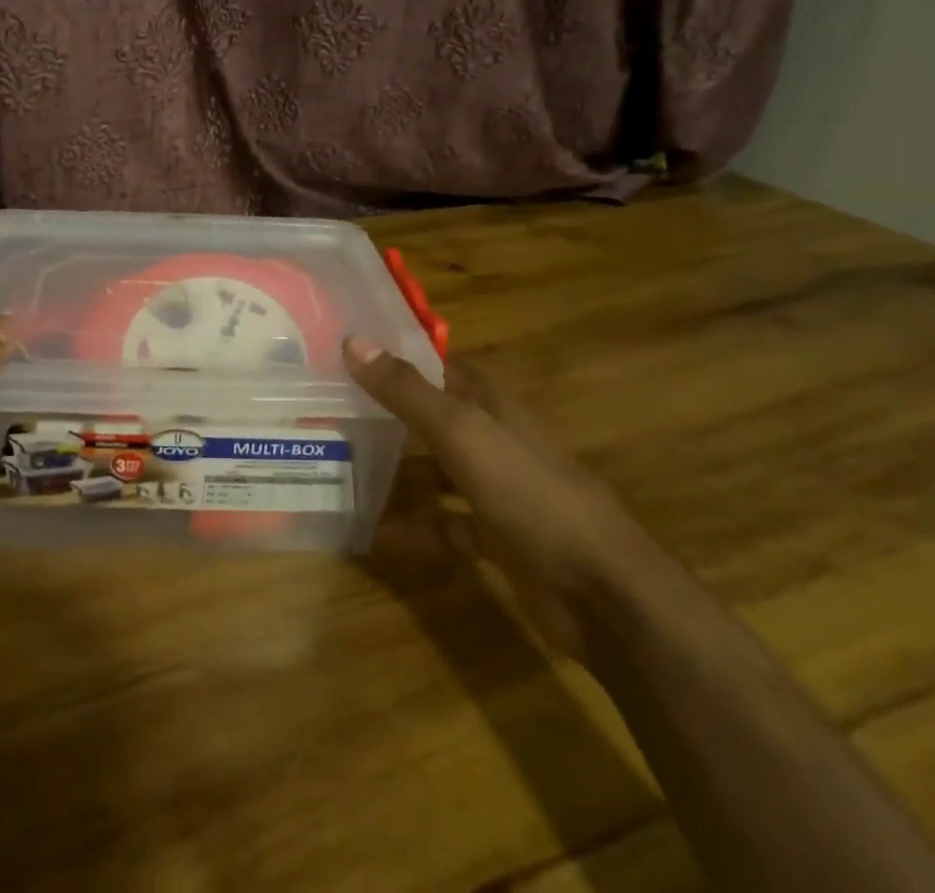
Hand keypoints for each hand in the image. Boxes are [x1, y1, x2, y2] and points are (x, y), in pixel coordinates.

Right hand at [345, 337, 666, 661]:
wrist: (604, 594)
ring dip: (397, 473)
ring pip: (436, 472)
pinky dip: (415, 529)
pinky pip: (446, 527)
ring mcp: (498, 492)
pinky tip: (376, 534)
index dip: (400, 356)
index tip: (349, 352)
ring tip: (342, 470)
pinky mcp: (499, 539)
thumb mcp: (462, 434)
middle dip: (388, 415)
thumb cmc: (530, 494)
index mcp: (491, 405)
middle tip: (330, 411)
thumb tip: (352, 340)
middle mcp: (493, 440)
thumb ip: (407, 391)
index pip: (440, 366)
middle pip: (433, 418)